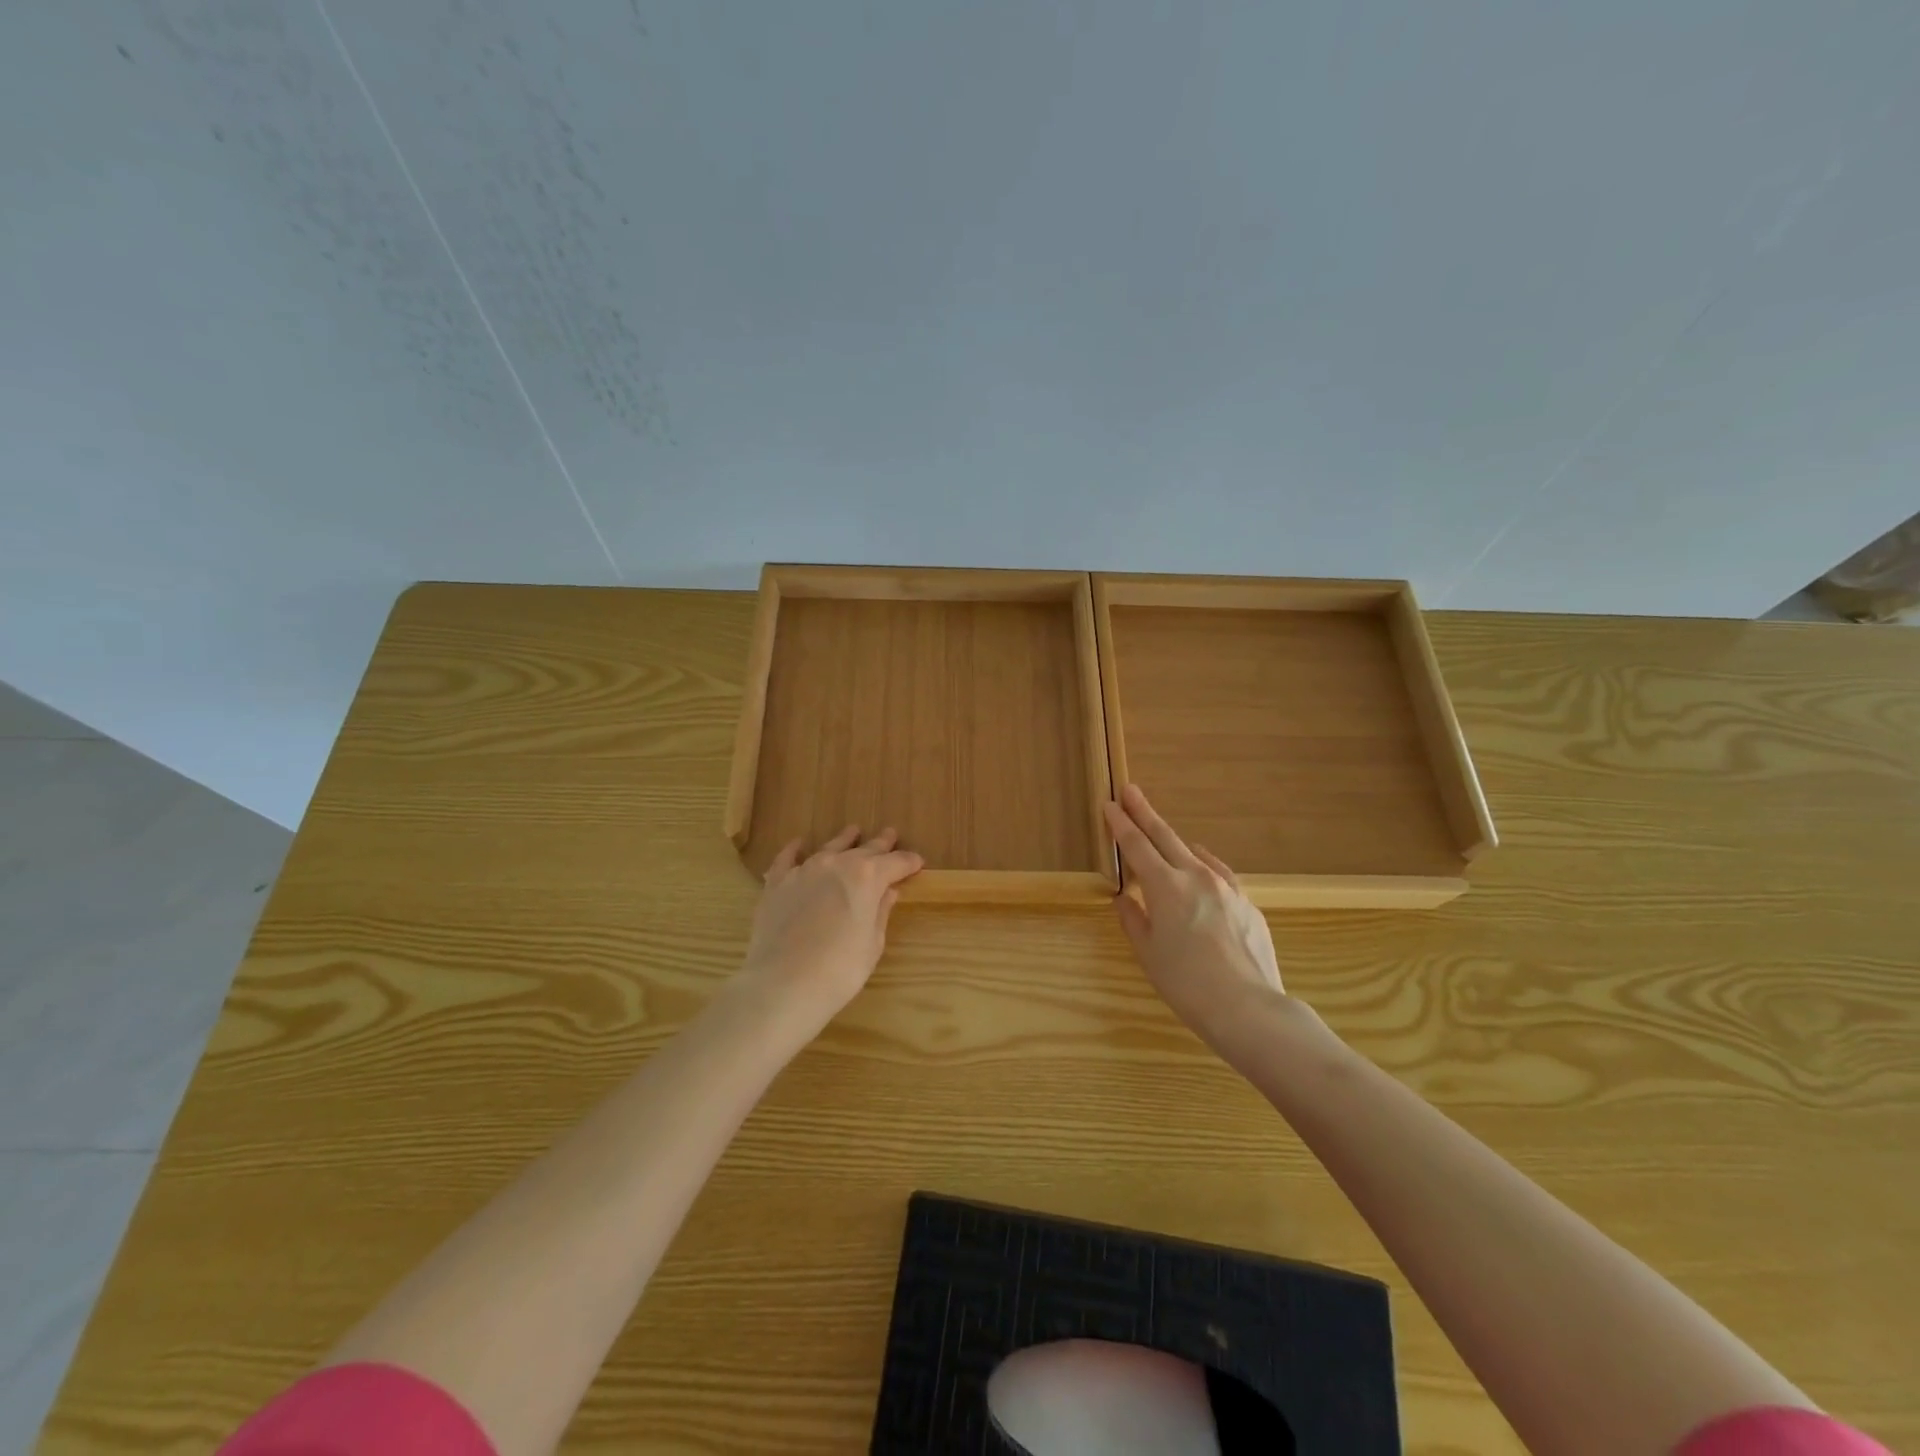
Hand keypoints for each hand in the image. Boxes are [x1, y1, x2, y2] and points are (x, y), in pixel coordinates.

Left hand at [735, 826, 923, 1037]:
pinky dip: (795, 849)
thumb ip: (880, 911)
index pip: (896, 863)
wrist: (784, 984)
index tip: (918, 862)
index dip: (908, 862)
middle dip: (881, 844)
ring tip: (853, 831)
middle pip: (864, 850)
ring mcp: (804, 870)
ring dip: (844, 840)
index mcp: (868, 877)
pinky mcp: (777, 883)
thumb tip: (889, 891)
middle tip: (890, 834)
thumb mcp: (872, 943)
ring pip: (829, 848)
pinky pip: (787, 858)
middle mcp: (837, 864)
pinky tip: (799, 844)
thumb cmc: (840, 969)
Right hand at [1104, 785, 1288, 1047]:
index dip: (1120, 824)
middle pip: (1165, 836)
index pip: (1136, 846)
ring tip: (1160, 833)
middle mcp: (1196, 876)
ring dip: (1173, 840)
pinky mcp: (1248, 903)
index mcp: (1165, 886)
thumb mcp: (1148, 953)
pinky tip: (1201, 868)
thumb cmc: (1186, 983)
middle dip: (1144, 813)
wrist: (1248, 1007)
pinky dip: (1203, 864)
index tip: (1110, 804)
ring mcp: (1226, 887)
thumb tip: (1125, 898)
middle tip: (1130, 791)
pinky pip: (1219, 873)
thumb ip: (1133, 919)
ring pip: (1194, 853)